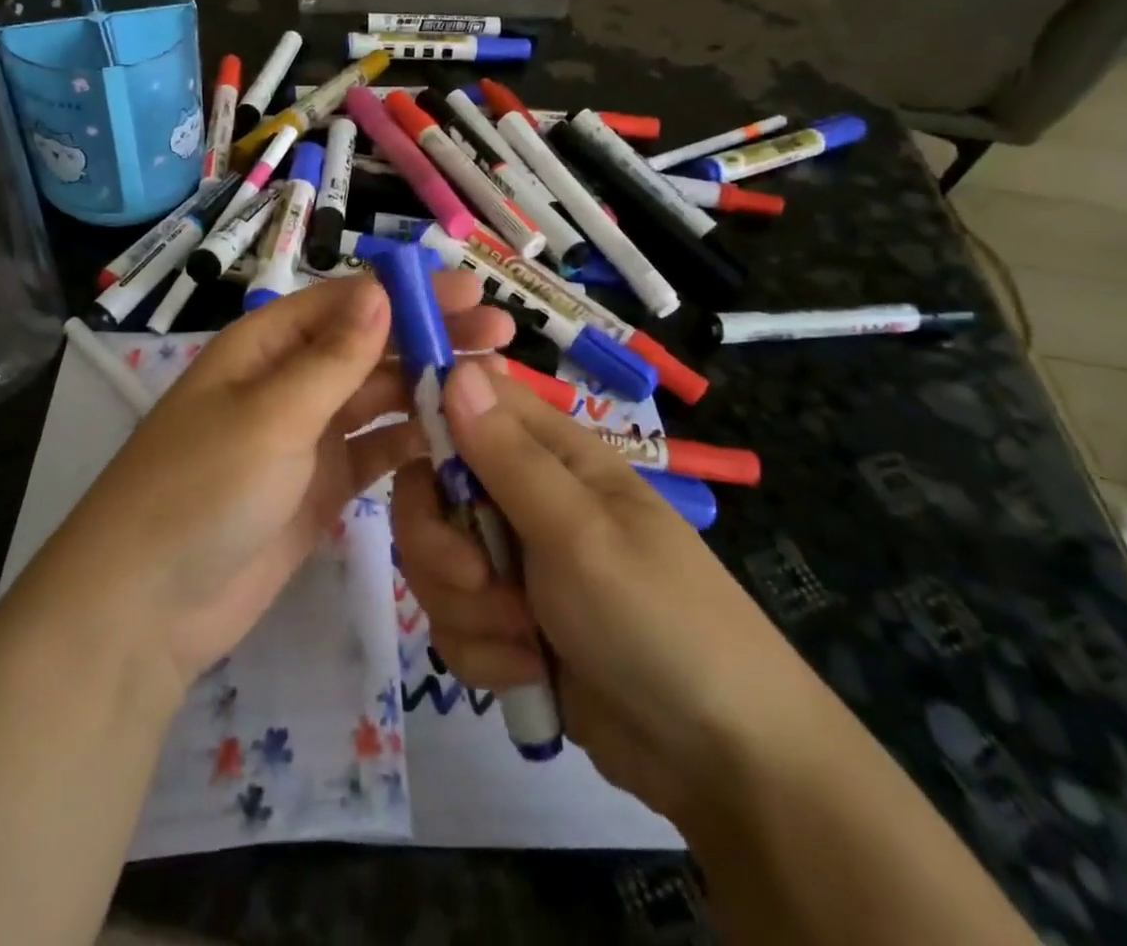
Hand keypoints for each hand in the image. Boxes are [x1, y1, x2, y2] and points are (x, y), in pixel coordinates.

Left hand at [36, 274, 513, 692]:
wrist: (148, 607)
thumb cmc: (202, 488)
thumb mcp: (270, 415)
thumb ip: (333, 358)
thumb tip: (381, 290)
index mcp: (266, 346)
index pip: (347, 303)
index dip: (409, 293)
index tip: (473, 290)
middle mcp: (289, 382)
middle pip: (370, 347)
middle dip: (431, 336)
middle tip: (501, 333)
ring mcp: (307, 436)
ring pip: (379, 398)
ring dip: (430, 387)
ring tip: (493, 382)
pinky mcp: (322, 485)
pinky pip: (377, 451)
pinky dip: (413, 442)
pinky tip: (459, 436)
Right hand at [391, 361, 830, 818]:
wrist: (718, 759)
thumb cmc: (656, 618)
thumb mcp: (578, 531)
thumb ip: (507, 456)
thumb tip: (456, 368)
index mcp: (549, 454)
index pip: (467, 402)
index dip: (429, 418)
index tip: (408, 457)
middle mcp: (523, 498)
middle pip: (431, 490)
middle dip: (438, 543)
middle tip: (475, 578)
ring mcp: (513, 563)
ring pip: (435, 561)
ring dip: (467, 608)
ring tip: (524, 641)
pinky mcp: (507, 623)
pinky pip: (453, 620)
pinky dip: (484, 652)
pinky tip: (529, 672)